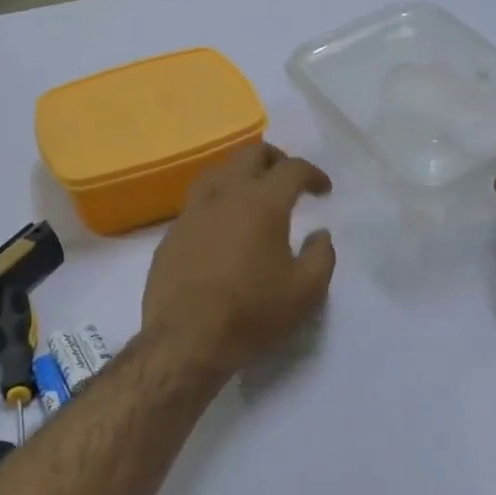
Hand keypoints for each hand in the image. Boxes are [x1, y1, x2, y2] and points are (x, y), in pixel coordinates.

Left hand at [142, 144, 336, 376]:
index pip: (292, 169)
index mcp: (262, 203)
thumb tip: (320, 234)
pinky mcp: (171, 234)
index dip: (313, 173)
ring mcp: (192, 212)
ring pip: (217, 171)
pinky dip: (217, 202)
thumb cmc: (252, 313)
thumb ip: (321, 256)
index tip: (323, 190)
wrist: (186, 340)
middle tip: (288, 179)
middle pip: (250, 154)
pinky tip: (222, 227)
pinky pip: (197, 203)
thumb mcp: (306, 291)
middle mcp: (225, 195)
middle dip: (275, 159)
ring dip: (240, 173)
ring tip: (253, 194)